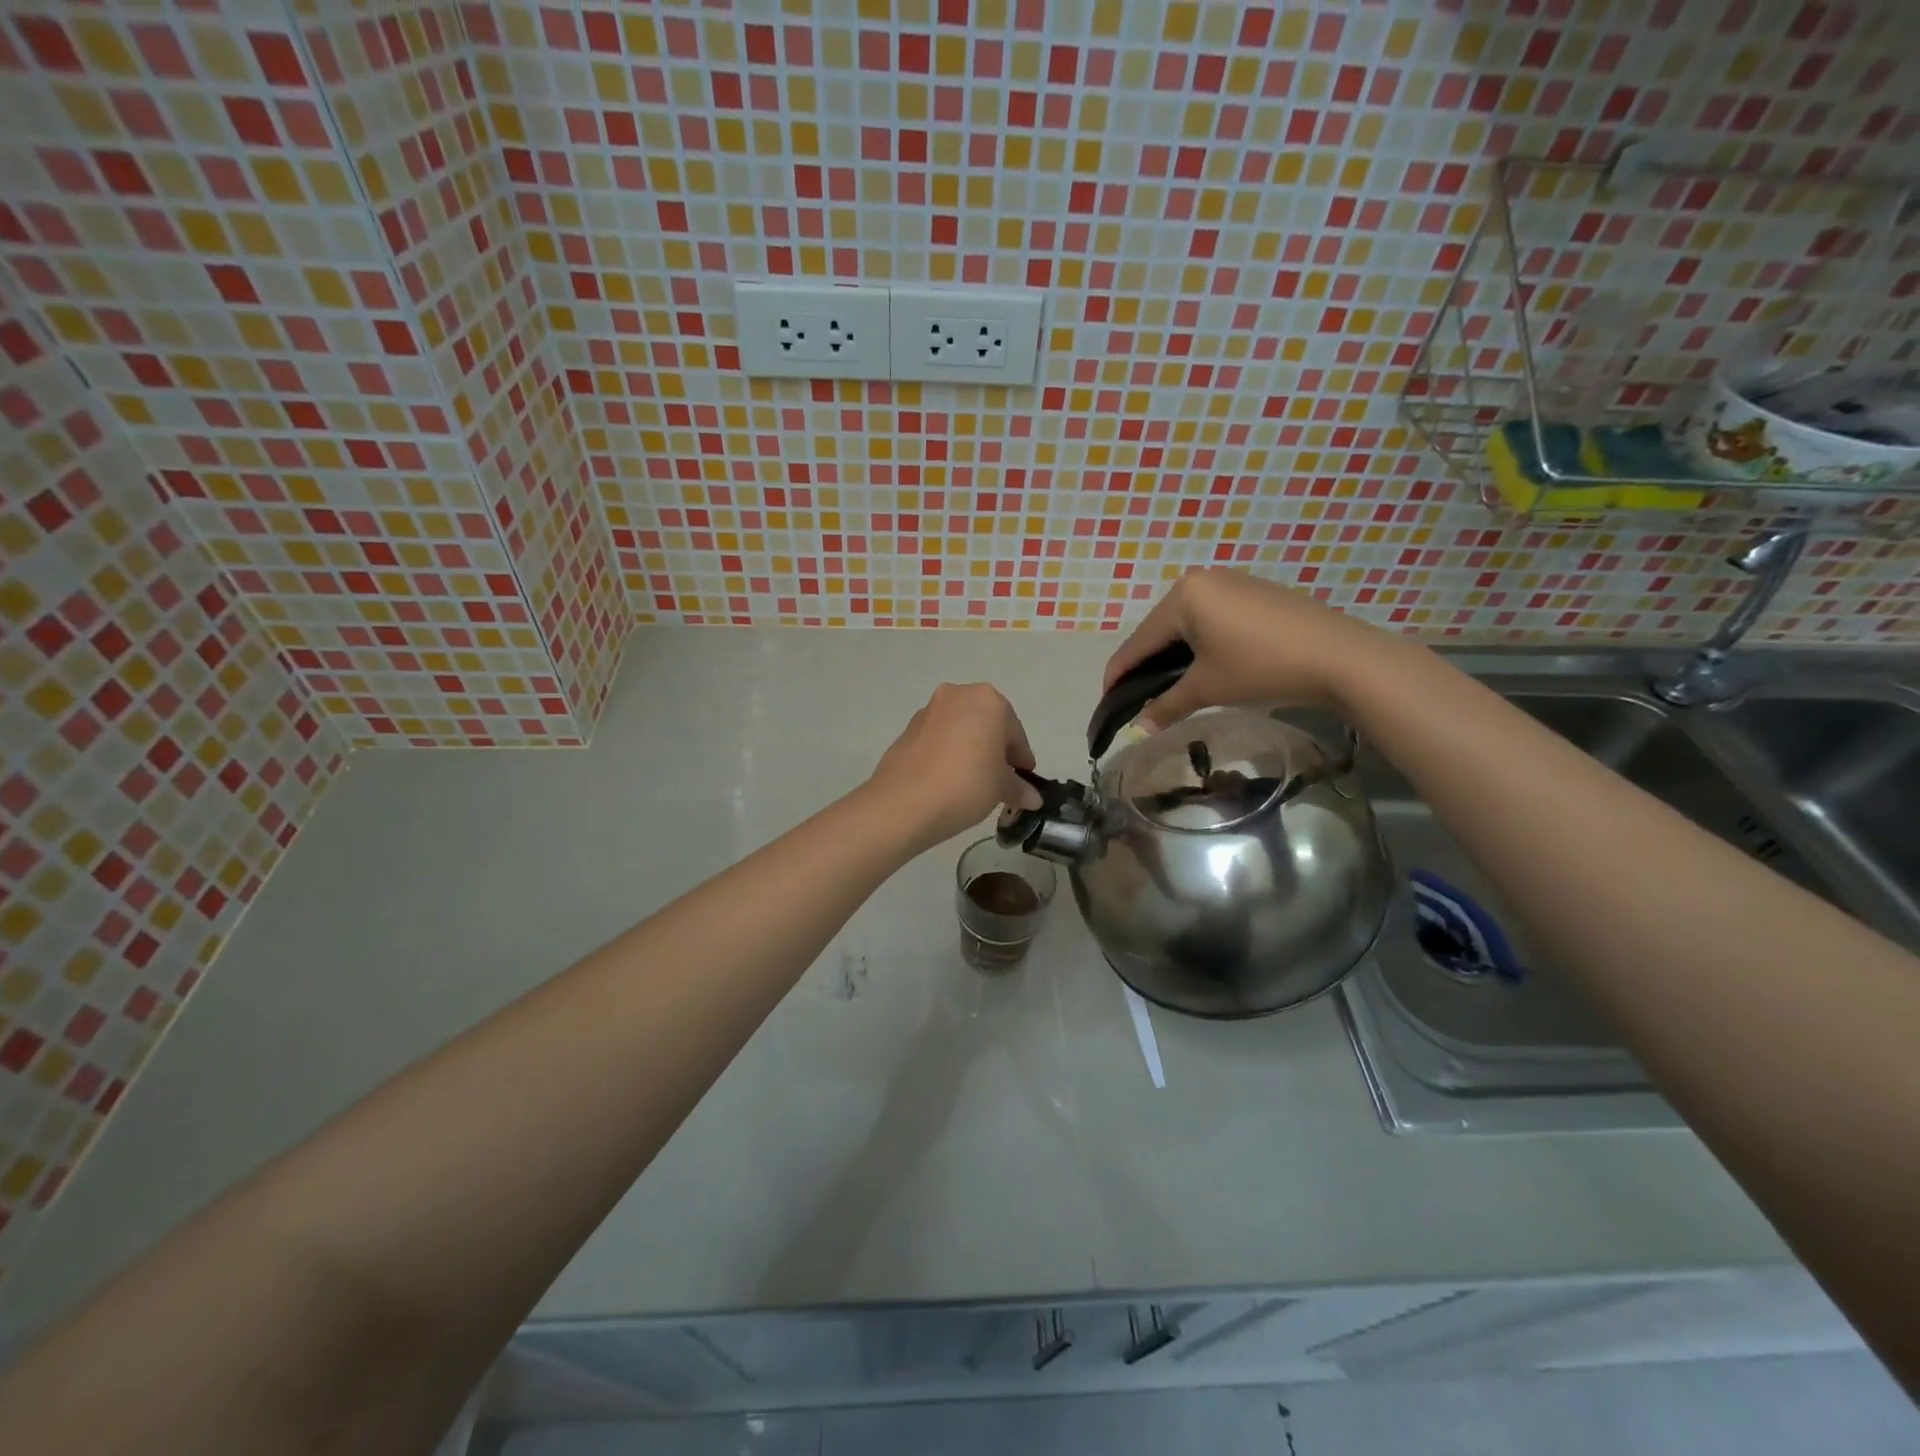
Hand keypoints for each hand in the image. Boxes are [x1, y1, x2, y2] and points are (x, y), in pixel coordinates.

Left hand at [864, 684, 1040, 851]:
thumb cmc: (966, 784)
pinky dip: (947, 755)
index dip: (1021, 759)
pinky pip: (938, 740)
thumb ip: (1018, 787)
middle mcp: (957, 695)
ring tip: (973, 783)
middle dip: (995, 750)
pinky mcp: (906, 731)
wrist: (904, 803)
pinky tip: (949, 781)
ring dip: (970, 750)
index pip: (1014, 732)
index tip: (1024, 780)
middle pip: (986, 724)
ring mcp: (928, 711)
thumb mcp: (1001, 788)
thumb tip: (1032, 798)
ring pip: (960, 730)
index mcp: (987, 700)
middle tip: (1000, 780)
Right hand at [1104, 568, 1391, 729]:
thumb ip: (1165, 705)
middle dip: (1147, 666)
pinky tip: (1206, 667)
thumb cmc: (1262, 667)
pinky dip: (1201, 645)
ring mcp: (1231, 583)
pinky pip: (1212, 619)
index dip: (1119, 675)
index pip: (1137, 642)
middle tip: (1140, 700)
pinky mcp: (1254, 593)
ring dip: (1174, 657)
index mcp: (1183, 596)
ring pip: (1186, 625)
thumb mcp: (1207, 688)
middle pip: (1159, 631)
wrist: (1340, 657)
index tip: (1107, 703)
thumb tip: (1137, 729)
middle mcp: (1201, 580)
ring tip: (1170, 688)